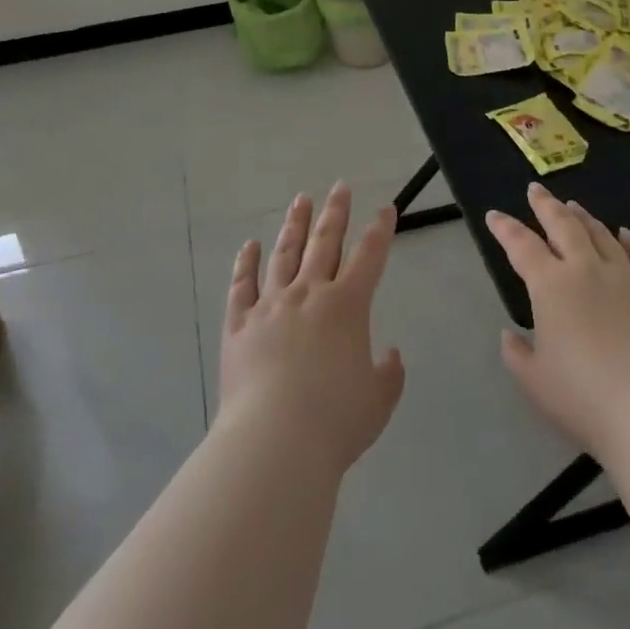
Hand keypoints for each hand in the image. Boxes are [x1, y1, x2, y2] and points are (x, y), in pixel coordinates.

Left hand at [219, 184, 406, 475]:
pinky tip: (250, 246)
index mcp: (347, 306)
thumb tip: (389, 354)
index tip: (385, 208)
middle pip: (324, 242)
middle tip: (339, 187)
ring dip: (295, 225)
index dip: (380, 230)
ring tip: (301, 200)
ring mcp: (270, 305)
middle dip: (335, 213)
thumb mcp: (379, 401)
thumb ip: (389, 373)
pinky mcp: (240, 324)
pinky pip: (242, 285)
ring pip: (284, 253)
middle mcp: (309, 293)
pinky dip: (246, 263)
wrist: (275, 441)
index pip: (369, 256)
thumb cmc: (335, 421)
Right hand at [487, 182, 629, 459]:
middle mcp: (586, 269)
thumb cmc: (585, 398)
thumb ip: (518, 354)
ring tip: (573, 206)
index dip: (505, 228)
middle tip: (535, 189)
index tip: (494, 215)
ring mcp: (625, 278)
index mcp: (550, 286)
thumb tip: (511, 334)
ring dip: (584, 217)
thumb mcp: (535, 382)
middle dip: (546, 205)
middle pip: (563, 225)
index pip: (521, 246)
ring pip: (601, 234)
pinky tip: (626, 233)